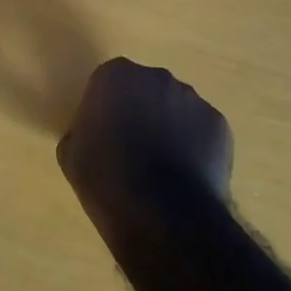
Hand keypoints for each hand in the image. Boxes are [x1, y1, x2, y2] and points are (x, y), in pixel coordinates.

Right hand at [58, 57, 233, 211]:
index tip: (102, 133)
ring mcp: (193, 99)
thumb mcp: (71, 155)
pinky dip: (195, 146)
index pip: (107, 82)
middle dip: (140, 110)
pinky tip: (185, 176)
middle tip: (132, 148)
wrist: (163, 214)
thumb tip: (93, 135)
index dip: (105, 107)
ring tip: (162, 167)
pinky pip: (201, 130)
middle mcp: (157, 77)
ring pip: (176, 108)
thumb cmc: (106, 179)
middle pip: (145, 88)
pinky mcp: (219, 125)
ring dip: (169, 127)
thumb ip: (82, 131)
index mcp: (115, 76)